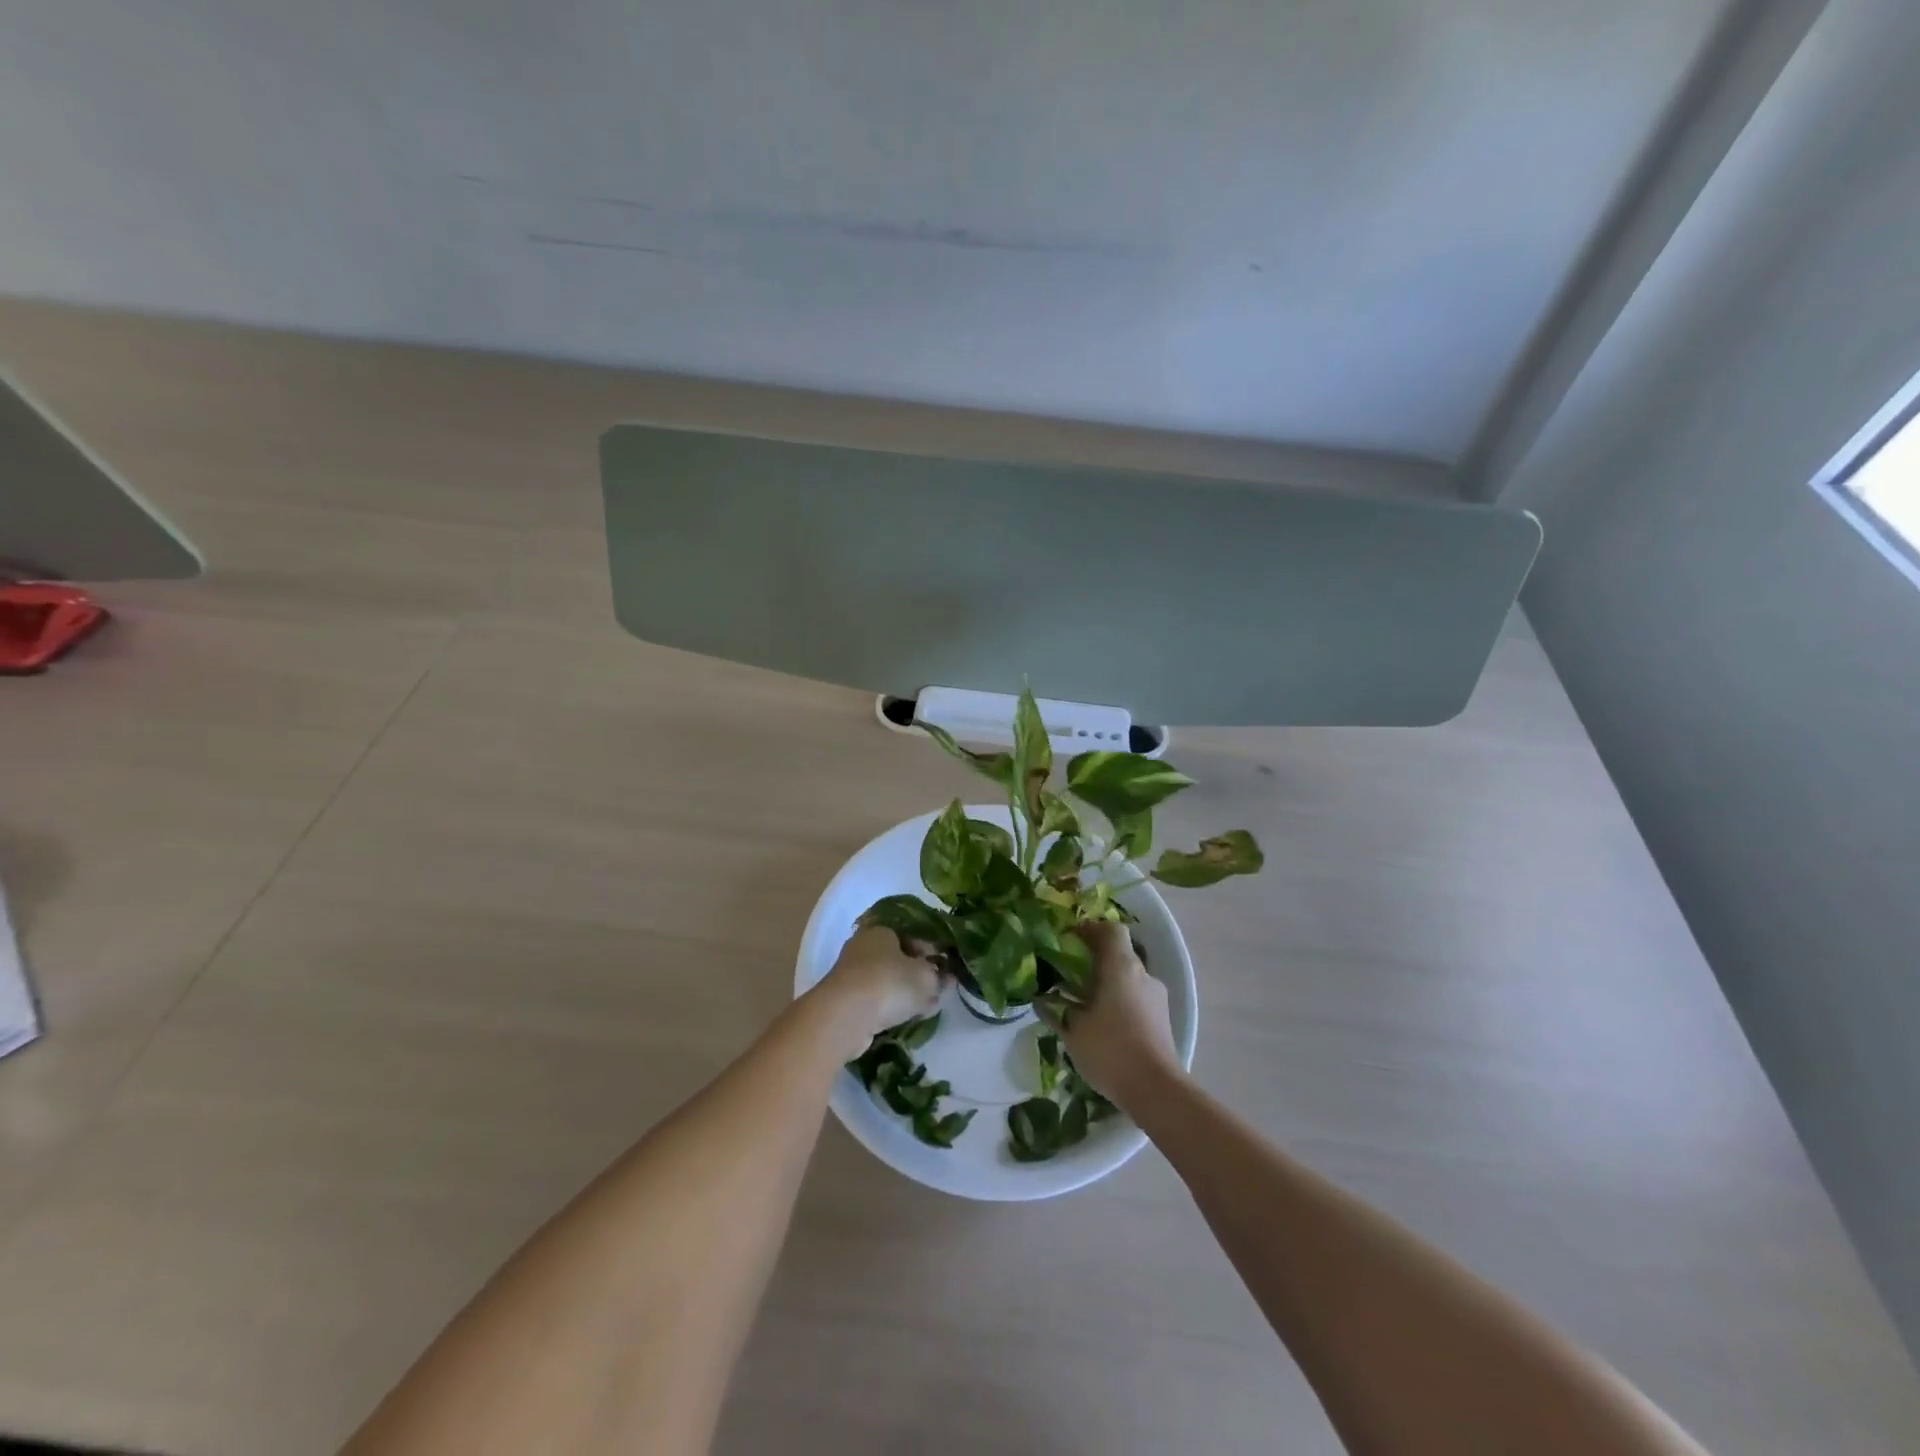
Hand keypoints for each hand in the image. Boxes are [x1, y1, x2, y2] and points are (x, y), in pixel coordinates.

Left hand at [815, 927, 945, 1056]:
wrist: (846, 1016)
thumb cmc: (889, 983)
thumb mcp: (925, 977)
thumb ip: (939, 976)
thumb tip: (945, 977)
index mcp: (881, 930)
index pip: (910, 934)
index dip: (929, 950)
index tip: (943, 966)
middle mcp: (862, 947)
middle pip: (896, 958)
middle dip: (917, 973)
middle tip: (936, 987)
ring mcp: (851, 974)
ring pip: (886, 980)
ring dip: (905, 992)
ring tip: (926, 1006)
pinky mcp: (845, 1001)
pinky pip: (875, 1000)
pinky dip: (890, 1007)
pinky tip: (907, 1017)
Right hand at [1045, 921, 1182, 1110]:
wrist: (1156, 1090)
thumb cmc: (1110, 1049)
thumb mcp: (1073, 1029)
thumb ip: (1055, 1010)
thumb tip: (1041, 999)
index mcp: (1122, 966)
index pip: (1111, 930)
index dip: (1090, 930)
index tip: (1070, 941)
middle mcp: (1143, 974)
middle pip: (1120, 953)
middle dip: (1095, 960)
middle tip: (1070, 976)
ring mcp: (1157, 997)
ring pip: (1129, 977)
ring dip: (1108, 983)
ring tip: (1085, 1004)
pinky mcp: (1162, 1019)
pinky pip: (1137, 997)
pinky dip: (1120, 1001)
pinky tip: (1104, 1024)